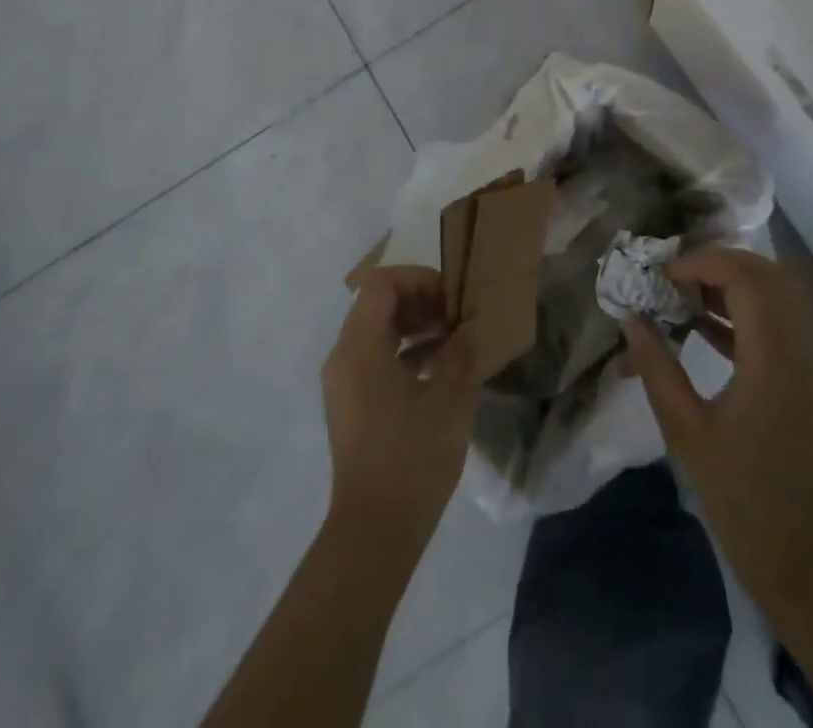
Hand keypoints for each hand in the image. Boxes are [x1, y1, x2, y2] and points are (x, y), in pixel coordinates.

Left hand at [322, 266, 478, 544]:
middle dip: (419, 301)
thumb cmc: (412, 459)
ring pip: (376, 331)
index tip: (451, 300)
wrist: (374, 533)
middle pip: (377, 304)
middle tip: (455, 318)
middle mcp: (343, 356)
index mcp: (359, 347)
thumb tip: (469, 326)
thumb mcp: (449, 401)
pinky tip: (438, 370)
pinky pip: (374, 358)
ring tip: (453, 340)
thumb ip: (460, 353)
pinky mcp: (351, 404)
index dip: (418, 280)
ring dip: (414, 326)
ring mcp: (343, 382)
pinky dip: (404, 352)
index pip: (381, 284)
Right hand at [622, 248, 812, 616]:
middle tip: (675, 282)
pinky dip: (747, 312)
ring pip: (779, 294)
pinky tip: (706, 329)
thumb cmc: (744, 497)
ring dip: (734, 285)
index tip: (662, 277)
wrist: (810, 560)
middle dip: (718, 265)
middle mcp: (804, 346)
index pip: (745, 276)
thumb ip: (657, 367)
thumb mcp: (687, 431)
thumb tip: (630, 318)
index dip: (702, 263)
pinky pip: (783, 322)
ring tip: (685, 299)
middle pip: (768, 274)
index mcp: (774, 356)